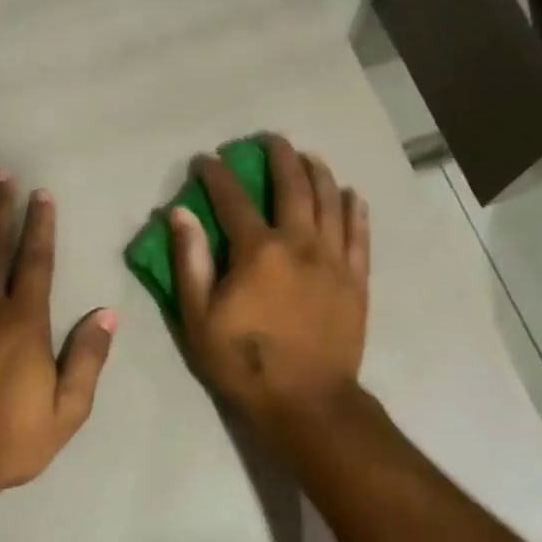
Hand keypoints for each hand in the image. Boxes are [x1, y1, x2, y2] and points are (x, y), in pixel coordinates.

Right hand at [169, 134, 369, 429]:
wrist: (307, 401)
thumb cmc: (244, 363)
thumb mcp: (199, 319)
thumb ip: (190, 262)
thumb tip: (181, 214)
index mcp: (258, 252)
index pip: (234, 199)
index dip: (218, 175)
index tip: (207, 159)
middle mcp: (300, 244)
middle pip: (293, 187)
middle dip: (279, 157)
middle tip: (270, 140)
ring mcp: (334, 260)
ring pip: (331, 202)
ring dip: (319, 173)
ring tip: (309, 156)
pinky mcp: (356, 279)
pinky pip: (360, 234)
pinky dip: (355, 210)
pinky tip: (351, 194)